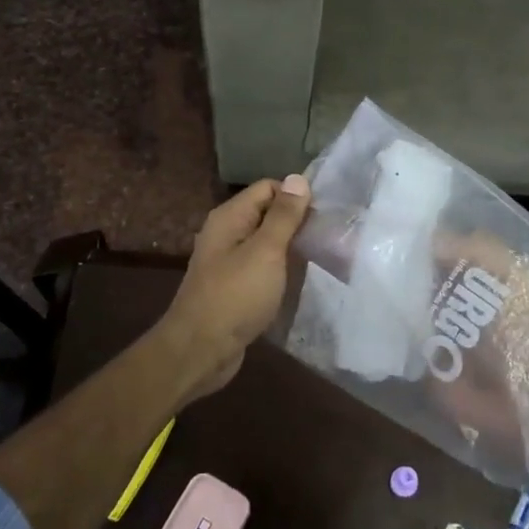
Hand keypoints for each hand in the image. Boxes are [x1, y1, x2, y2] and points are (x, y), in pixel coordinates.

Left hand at [156, 176, 310, 402]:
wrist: (200, 350)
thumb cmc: (235, 296)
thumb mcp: (266, 251)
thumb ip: (283, 216)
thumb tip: (298, 178)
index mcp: (230, 217)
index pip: (269, 188)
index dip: (296, 197)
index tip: (323, 216)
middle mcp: (226, 233)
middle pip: (268, 214)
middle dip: (297, 223)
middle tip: (329, 238)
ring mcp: (228, 261)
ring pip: (266, 243)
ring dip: (291, 248)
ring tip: (321, 258)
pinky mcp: (234, 287)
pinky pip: (262, 268)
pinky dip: (280, 270)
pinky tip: (298, 281)